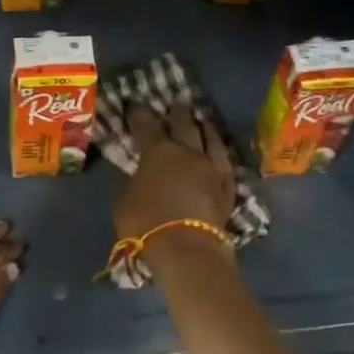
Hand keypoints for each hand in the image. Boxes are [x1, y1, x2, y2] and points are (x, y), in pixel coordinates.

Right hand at [113, 105, 235, 246]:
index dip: (139, 114)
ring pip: (211, 140)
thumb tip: (141, 176)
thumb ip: (135, 183)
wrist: (187, 249)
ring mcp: (212, 169)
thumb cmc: (146, 224)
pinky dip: (220, 154)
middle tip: (176, 104)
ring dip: (205, 128)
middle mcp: (187, 153)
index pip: (146, 125)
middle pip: (184, 125)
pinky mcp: (227, 188)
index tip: (136, 105)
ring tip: (202, 120)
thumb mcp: (125, 202)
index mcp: (157, 152)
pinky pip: (226, 164)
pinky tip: (220, 153)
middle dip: (178, 113)